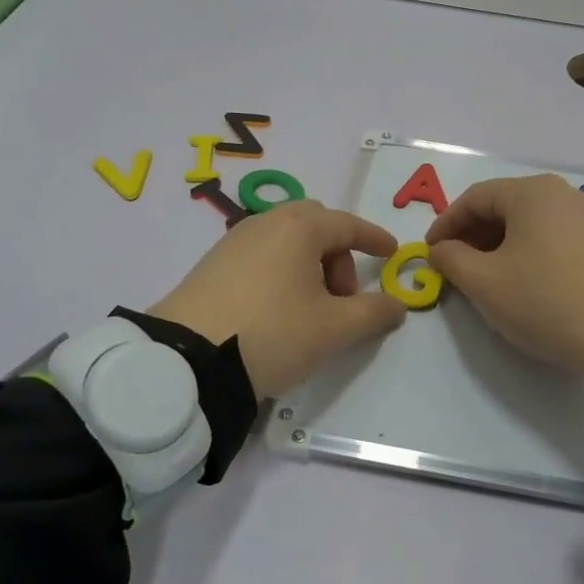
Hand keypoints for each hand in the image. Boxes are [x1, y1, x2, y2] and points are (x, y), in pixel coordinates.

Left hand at [149, 201, 406, 397]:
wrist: (188, 360)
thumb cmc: (273, 333)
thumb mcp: (334, 329)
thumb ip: (374, 313)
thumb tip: (396, 304)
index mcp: (299, 227)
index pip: (348, 224)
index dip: (374, 238)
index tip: (391, 252)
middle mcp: (266, 223)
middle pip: (316, 227)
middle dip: (338, 256)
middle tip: (343, 297)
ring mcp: (233, 241)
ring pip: (287, 242)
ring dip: (310, 267)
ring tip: (310, 312)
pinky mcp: (211, 265)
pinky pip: (262, 256)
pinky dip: (282, 273)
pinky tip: (277, 312)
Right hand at [426, 174, 583, 384]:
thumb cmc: (545, 300)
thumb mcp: (484, 282)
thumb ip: (451, 260)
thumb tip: (440, 250)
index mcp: (531, 192)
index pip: (474, 198)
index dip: (445, 224)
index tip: (429, 253)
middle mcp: (560, 194)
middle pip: (501, 206)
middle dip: (470, 235)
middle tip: (451, 267)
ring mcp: (583, 217)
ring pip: (524, 223)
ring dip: (495, 246)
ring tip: (479, 278)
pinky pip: (547, 236)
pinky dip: (522, 252)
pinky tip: (515, 281)